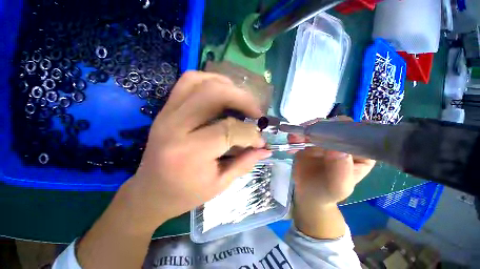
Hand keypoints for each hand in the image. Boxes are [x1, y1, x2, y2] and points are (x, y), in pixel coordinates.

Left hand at [120, 71, 270, 232]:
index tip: (260, 141)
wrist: (150, 192)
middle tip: (256, 113)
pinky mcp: (165, 109)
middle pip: (214, 94)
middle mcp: (175, 126)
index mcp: (189, 152)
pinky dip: (209, 81)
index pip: (229, 130)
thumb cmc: (185, 193)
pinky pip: (187, 82)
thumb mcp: (220, 184)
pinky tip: (222, 93)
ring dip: (227, 86)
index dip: (251, 134)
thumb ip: (245, 163)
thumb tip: (265, 149)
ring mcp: (167, 114)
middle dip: (243, 99)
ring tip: (241, 100)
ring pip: (200, 81)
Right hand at [289, 116, 375, 206]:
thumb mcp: (338, 186)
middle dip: (319, 126)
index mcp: (361, 153)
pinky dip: (297, 134)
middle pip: (336, 126)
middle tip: (305, 132)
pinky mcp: (312, 141)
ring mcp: (327, 141)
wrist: (308, 193)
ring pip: (319, 127)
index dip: (343, 129)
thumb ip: (341, 170)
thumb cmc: (327, 192)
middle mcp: (345, 143)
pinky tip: (291, 140)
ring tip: (293, 137)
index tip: (326, 132)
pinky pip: (305, 133)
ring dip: (305, 129)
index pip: (358, 134)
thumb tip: (336, 149)